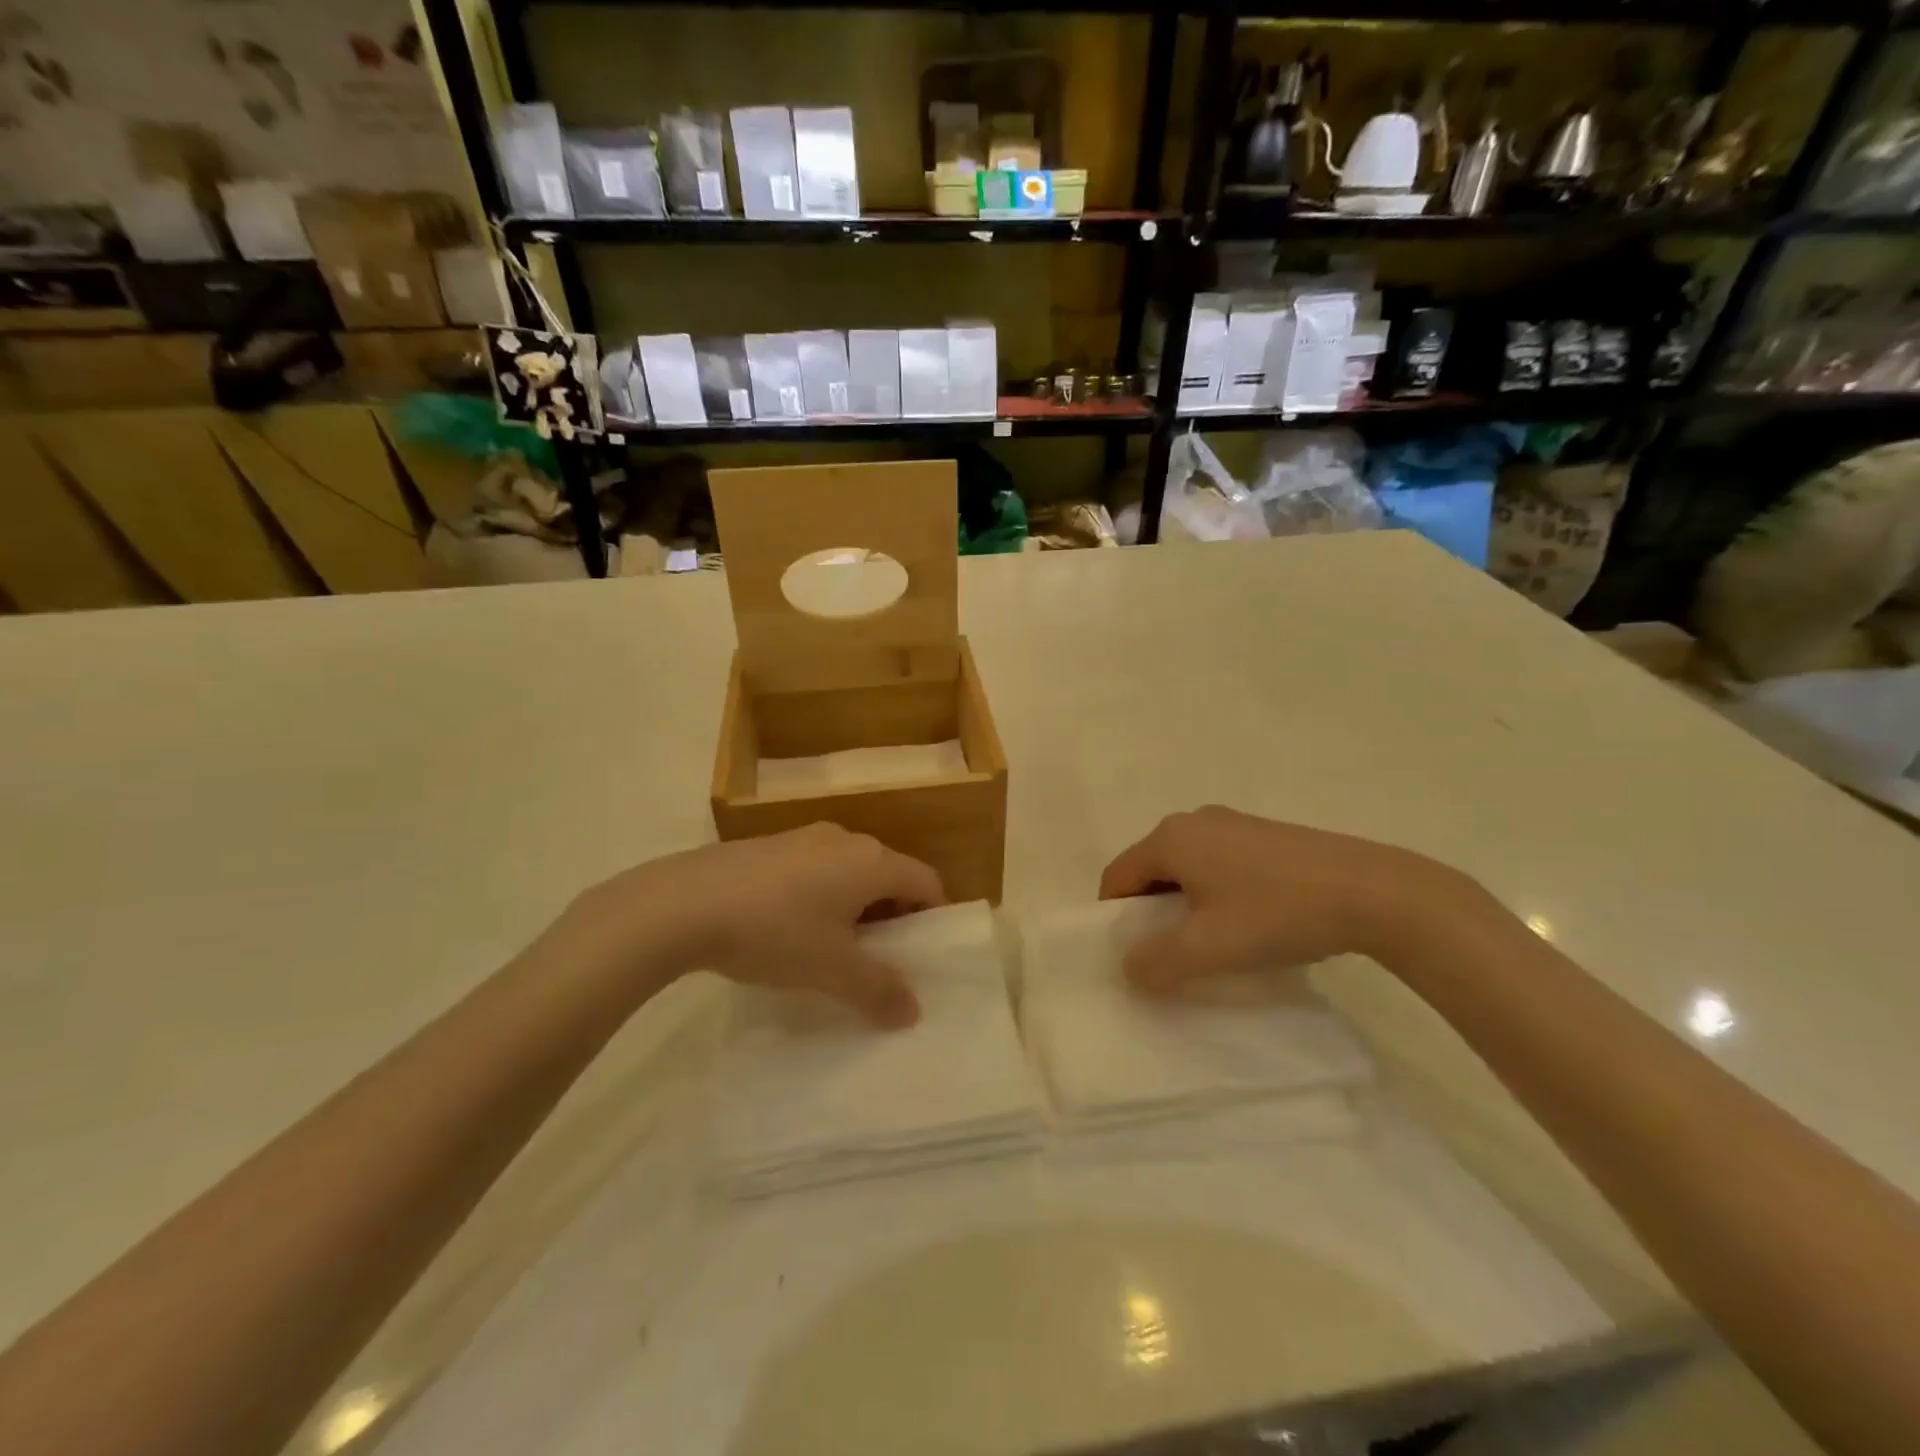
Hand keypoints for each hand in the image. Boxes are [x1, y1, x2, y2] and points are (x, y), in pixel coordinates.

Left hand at [564, 825, 945, 1026]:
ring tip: (833, 947)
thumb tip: (912, 1012)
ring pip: (848, 871)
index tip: (924, 952)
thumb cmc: (774, 932)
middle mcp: (845, 839)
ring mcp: (803, 837)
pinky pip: (814, 868)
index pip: (926, 880)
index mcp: (871, 861)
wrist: (683, 902)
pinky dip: (820, 895)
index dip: (933, 915)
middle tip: (881, 957)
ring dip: (854, 906)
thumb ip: (878, 991)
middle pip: (888, 874)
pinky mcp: (769, 845)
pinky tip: (789, 928)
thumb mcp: (831, 969)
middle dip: (892, 915)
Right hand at [1098, 806, 1475, 993]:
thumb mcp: (1207, 948)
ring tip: (1212, 942)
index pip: (1118, 876)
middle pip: (1150, 869)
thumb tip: (1129, 967)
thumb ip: (1156, 962)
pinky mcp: (1265, 834)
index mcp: (1170, 838)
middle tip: (1170, 953)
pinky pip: (1219, 862)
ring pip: (1187, 867)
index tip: (1131, 955)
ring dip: (1185, 904)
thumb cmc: (1276, 914)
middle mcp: (1194, 820)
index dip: (1114, 917)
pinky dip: (1215, 892)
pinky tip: (1248, 920)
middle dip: (1151, 912)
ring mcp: (1233, 823)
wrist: (1372, 891)